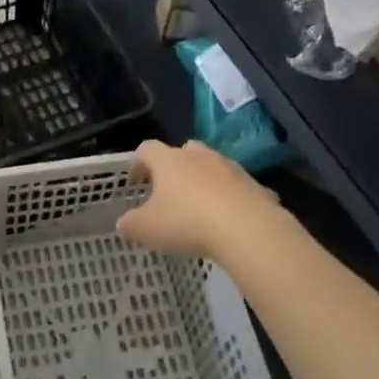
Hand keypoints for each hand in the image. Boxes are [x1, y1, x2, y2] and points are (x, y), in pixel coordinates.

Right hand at [116, 139, 280, 260]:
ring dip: (204, 181)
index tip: (135, 182)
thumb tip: (124, 222)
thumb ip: (130, 224)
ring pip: (212, 167)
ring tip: (200, 207)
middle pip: (183, 151)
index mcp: (169, 161)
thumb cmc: (187, 223)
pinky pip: (237, 188)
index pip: (146, 149)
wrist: (247, 229)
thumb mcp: (146, 229)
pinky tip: (228, 221)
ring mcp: (230, 168)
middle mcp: (199, 156)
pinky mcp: (254, 185)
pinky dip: (230, 199)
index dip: (138, 163)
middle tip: (169, 190)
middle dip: (175, 168)